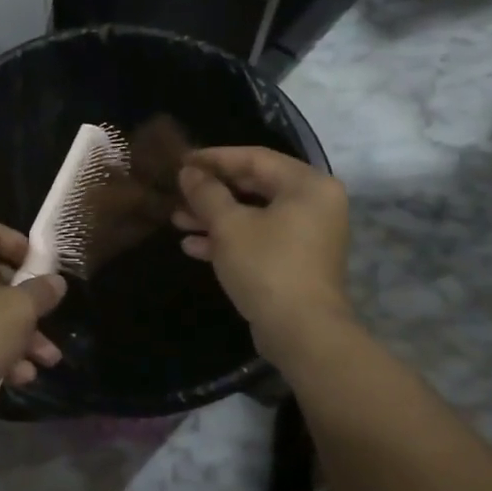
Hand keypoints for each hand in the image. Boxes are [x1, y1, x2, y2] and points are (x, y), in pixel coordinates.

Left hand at [0, 221, 66, 402]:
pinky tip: (23, 376)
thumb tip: (55, 282)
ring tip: (49, 359)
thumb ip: (41, 292)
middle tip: (53, 316)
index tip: (43, 265)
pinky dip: (1, 353)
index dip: (20, 244)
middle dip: (30, 303)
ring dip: (23, 336)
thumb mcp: (18, 310)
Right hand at [173, 147, 354, 364]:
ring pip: (254, 214)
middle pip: (255, 186)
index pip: (254, 158)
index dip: (214, 158)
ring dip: (215, 217)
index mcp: (307, 185)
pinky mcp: (297, 261)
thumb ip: (206, 193)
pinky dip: (230, 239)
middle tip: (178, 192)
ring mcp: (308, 235)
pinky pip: (260, 238)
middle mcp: (314, 204)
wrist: (302, 332)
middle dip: (212, 192)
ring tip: (177, 220)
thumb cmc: (266, 266)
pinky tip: (193, 247)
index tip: (181, 160)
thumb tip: (189, 172)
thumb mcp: (228, 225)